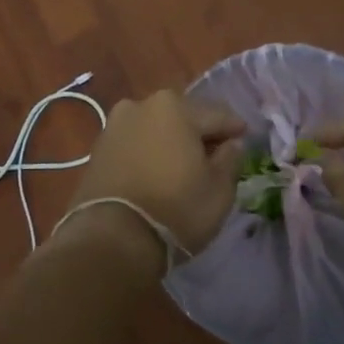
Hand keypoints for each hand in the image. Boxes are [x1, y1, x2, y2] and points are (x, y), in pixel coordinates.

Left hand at [62, 91, 246, 265]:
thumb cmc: (176, 209)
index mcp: (175, 107)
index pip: (218, 114)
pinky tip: (157, 173)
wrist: (111, 238)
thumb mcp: (219, 189)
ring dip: (171, 142)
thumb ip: (231, 159)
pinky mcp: (98, 149)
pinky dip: (148, 153)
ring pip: (155, 129)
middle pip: (183, 116)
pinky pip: (135, 144)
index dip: (235, 129)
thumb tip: (231, 144)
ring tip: (184, 167)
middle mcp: (141, 105)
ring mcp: (115, 126)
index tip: (246, 140)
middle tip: (215, 156)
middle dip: (200, 133)